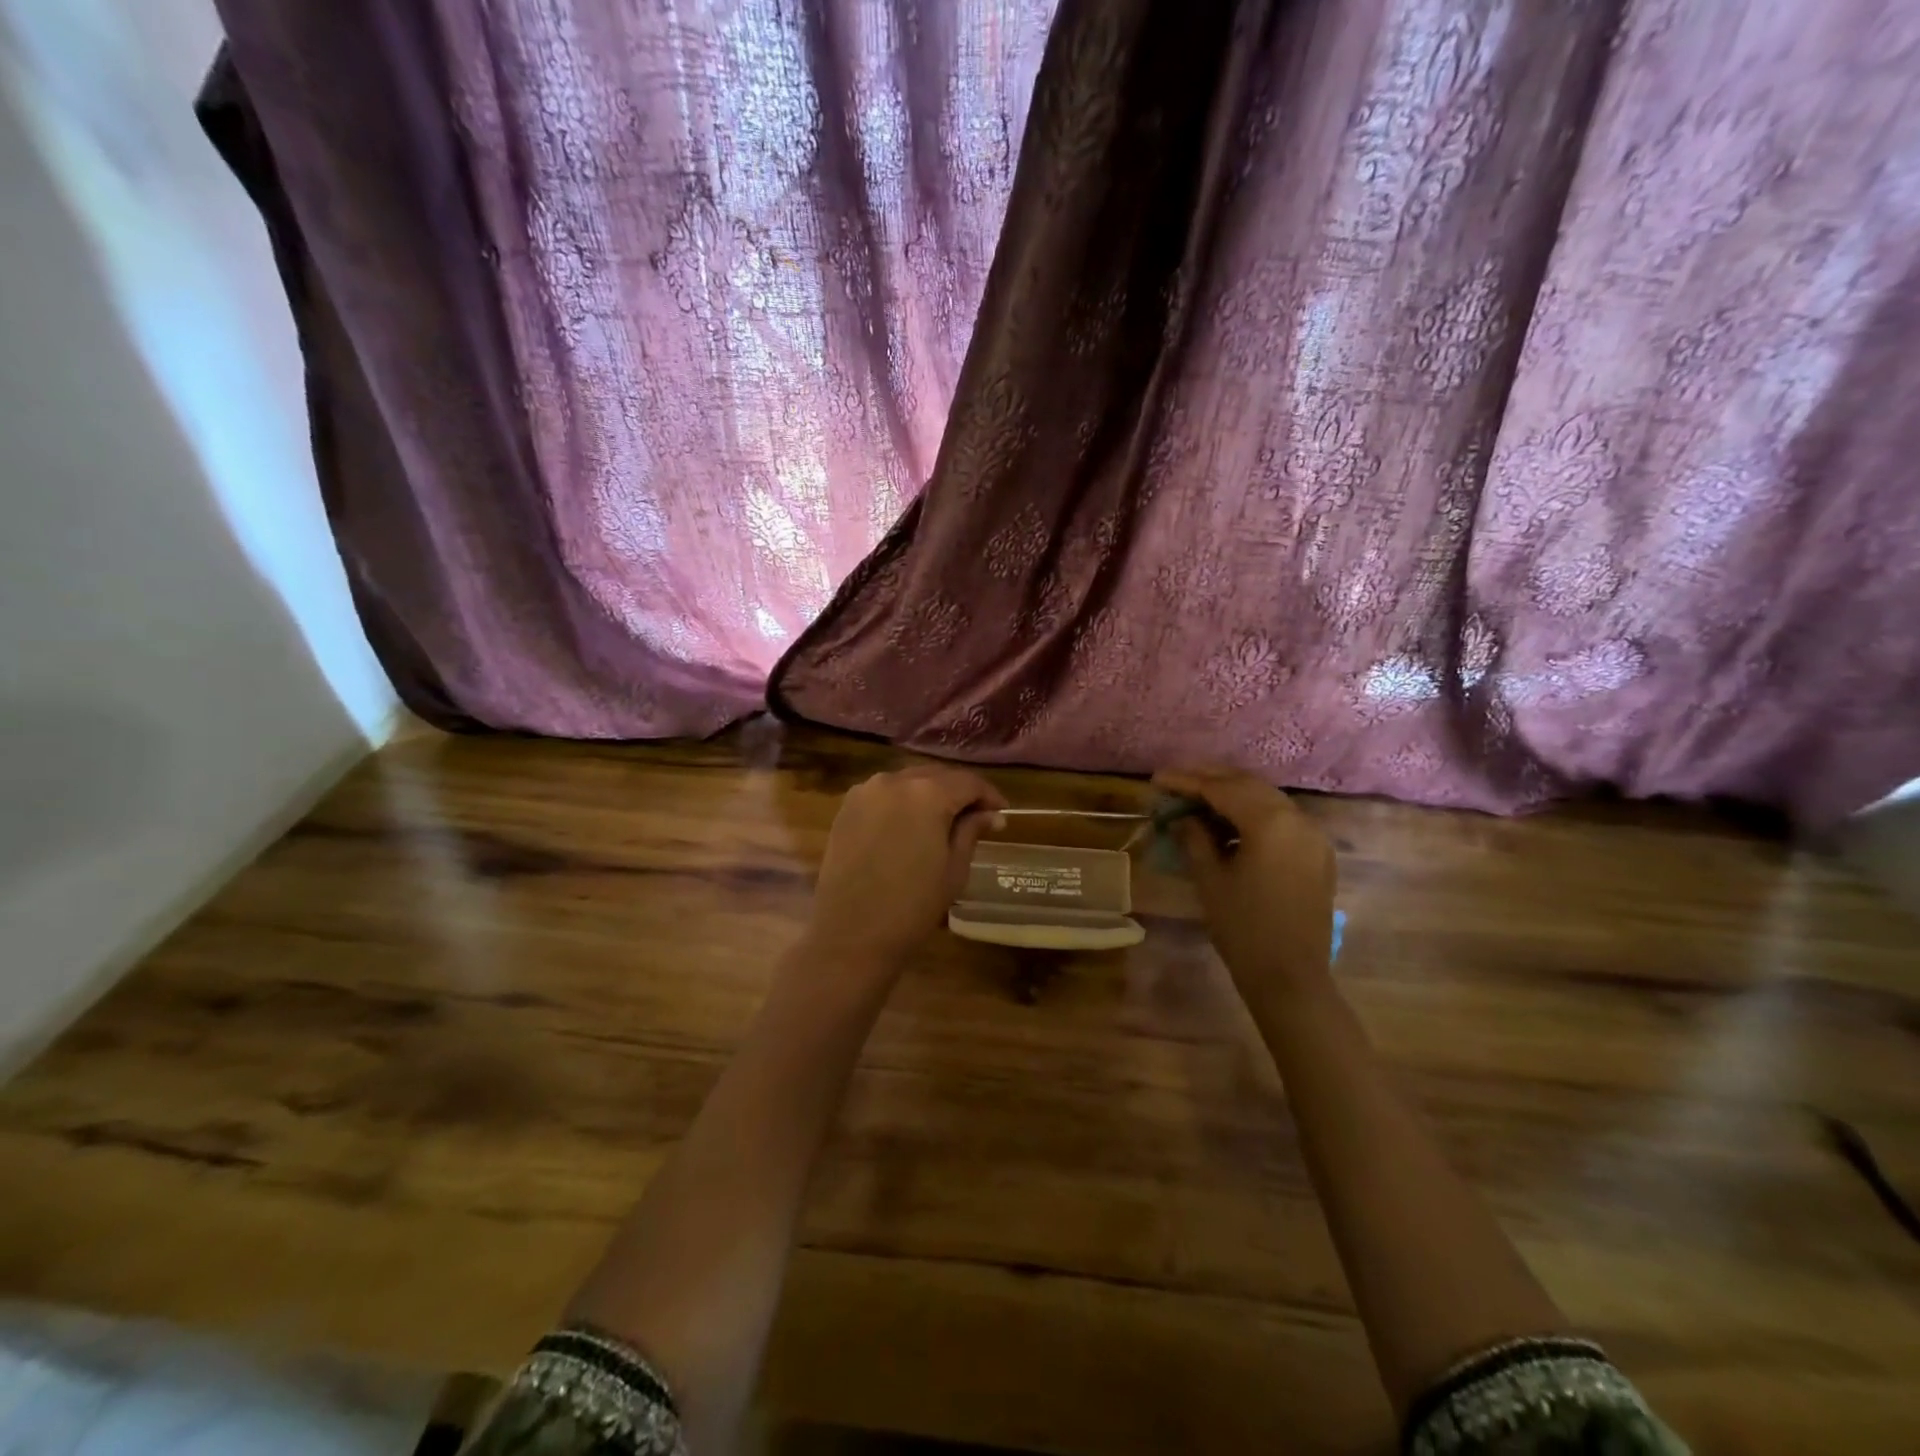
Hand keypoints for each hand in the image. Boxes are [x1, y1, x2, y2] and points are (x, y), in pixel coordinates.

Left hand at [806, 764, 1007, 972]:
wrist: (851, 935)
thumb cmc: (912, 906)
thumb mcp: (954, 869)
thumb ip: (971, 831)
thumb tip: (992, 815)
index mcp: (927, 794)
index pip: (968, 782)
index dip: (989, 795)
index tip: (1002, 813)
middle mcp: (894, 781)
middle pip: (936, 776)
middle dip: (959, 792)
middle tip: (977, 815)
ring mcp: (865, 792)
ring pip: (908, 782)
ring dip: (929, 794)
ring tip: (944, 819)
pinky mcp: (846, 807)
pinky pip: (883, 794)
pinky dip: (902, 801)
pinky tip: (910, 824)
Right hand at [1153, 766, 1336, 997]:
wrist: (1290, 977)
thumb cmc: (1243, 929)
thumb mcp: (1210, 879)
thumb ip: (1194, 837)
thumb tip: (1182, 816)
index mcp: (1270, 823)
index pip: (1221, 789)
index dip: (1186, 781)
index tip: (1158, 778)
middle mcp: (1297, 819)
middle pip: (1248, 785)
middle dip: (1210, 779)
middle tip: (1176, 780)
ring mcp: (1312, 835)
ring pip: (1267, 798)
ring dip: (1232, 793)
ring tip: (1197, 796)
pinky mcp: (1317, 852)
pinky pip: (1281, 818)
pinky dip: (1253, 811)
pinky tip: (1228, 821)